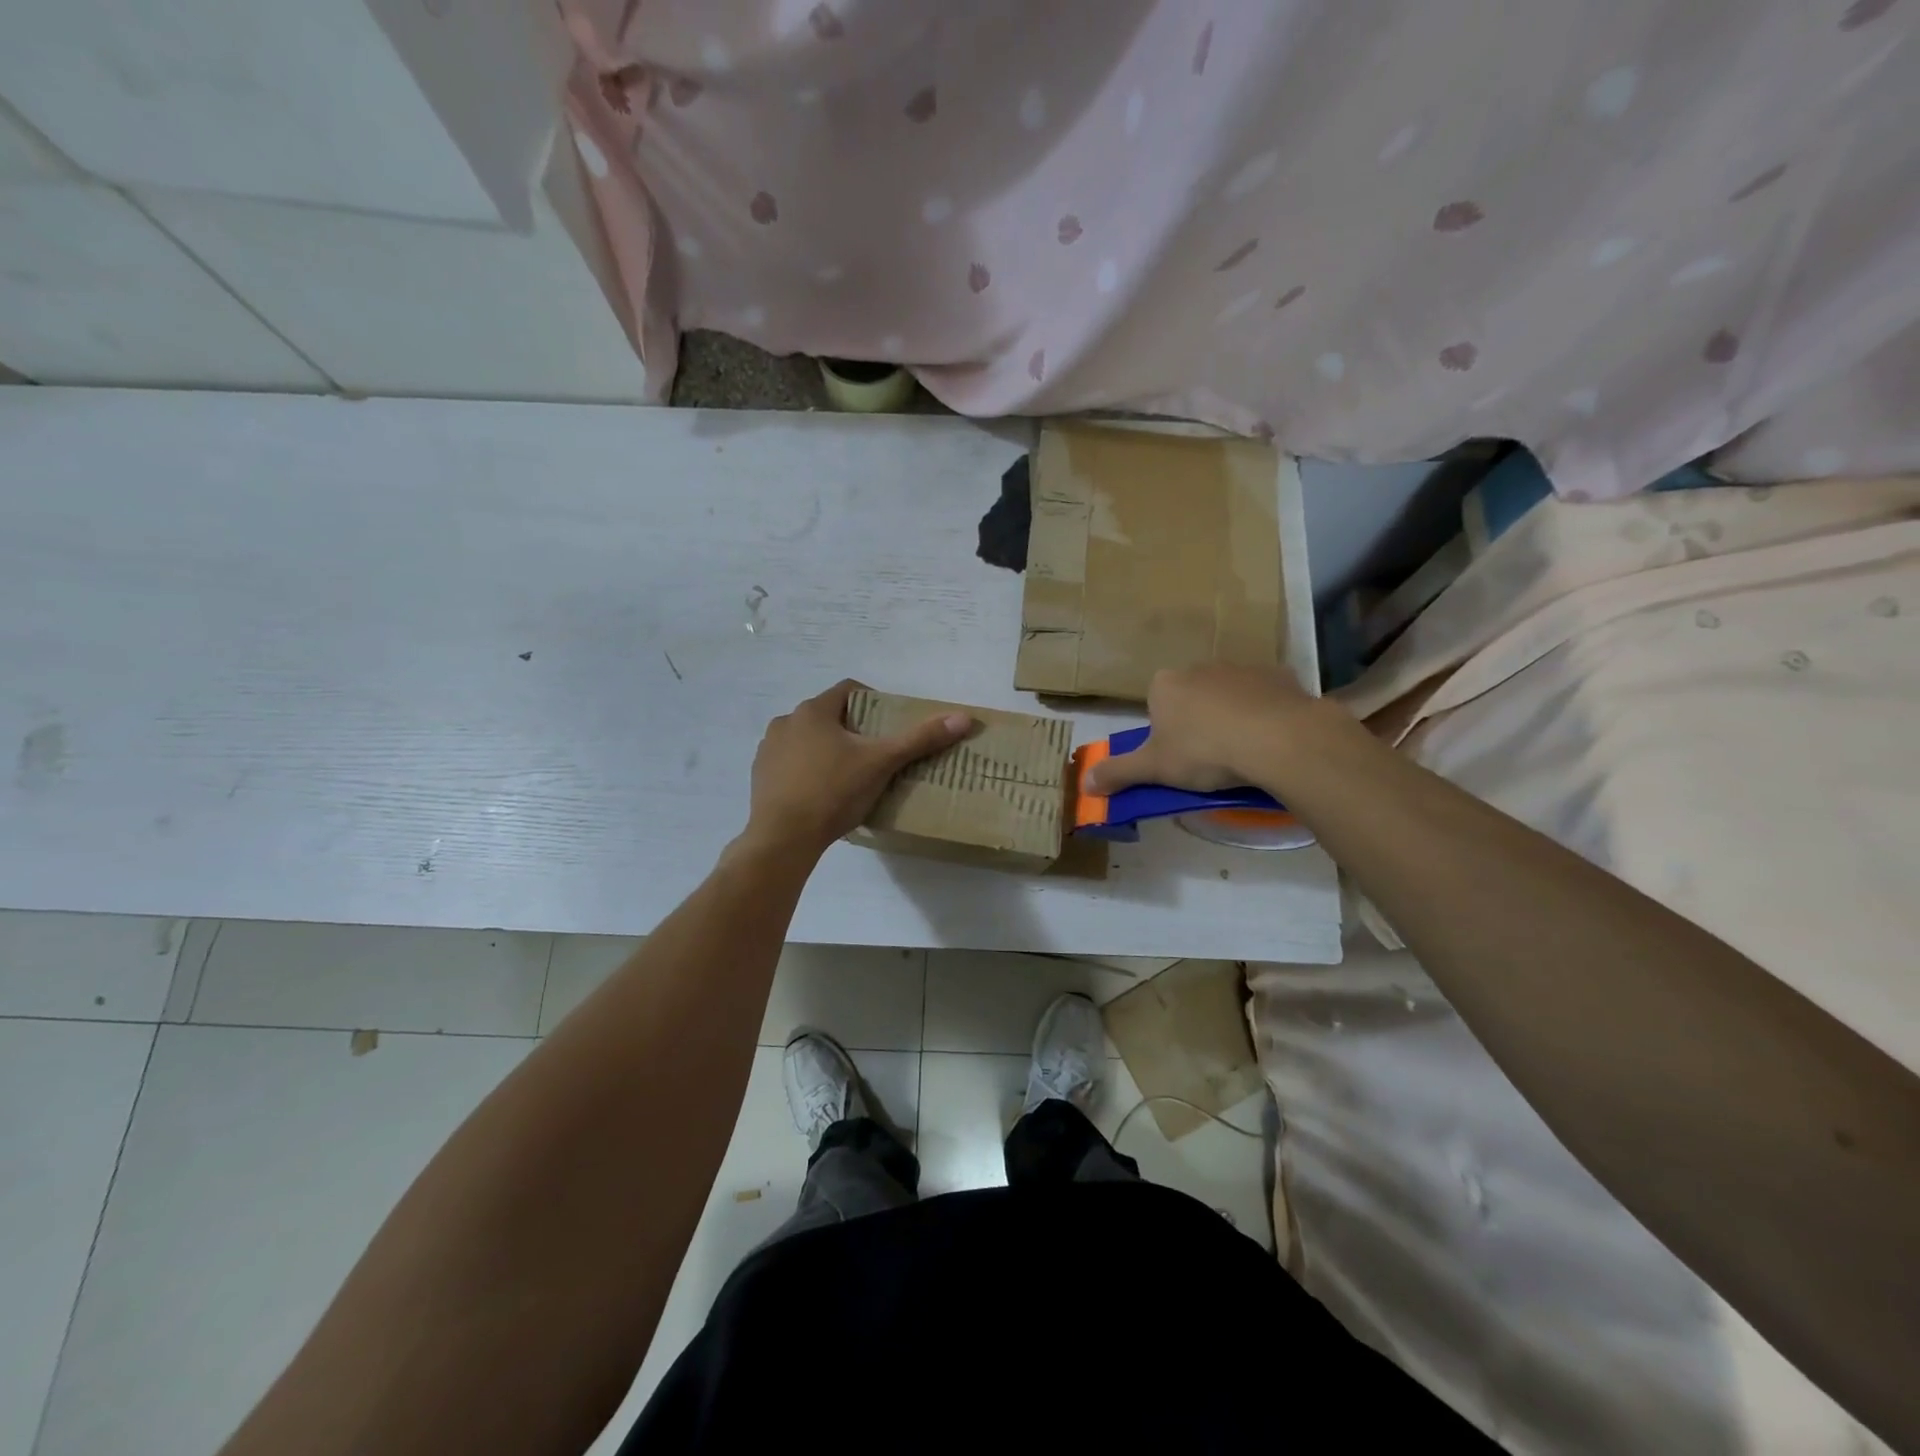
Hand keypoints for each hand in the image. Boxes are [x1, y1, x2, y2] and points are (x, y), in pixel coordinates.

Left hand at [742, 680, 972, 856]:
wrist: (783, 838)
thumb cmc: (834, 792)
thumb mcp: (882, 763)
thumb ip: (920, 739)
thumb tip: (963, 717)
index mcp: (813, 711)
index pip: (848, 690)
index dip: (873, 702)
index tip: (888, 725)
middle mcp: (786, 721)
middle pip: (828, 715)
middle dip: (852, 729)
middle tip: (875, 754)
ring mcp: (768, 749)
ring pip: (807, 739)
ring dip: (827, 749)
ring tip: (849, 775)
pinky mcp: (760, 776)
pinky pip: (790, 763)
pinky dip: (807, 770)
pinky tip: (822, 793)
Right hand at [1084, 664, 1321, 794]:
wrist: (1277, 739)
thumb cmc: (1204, 751)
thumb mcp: (1154, 769)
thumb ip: (1118, 773)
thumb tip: (1084, 783)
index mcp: (1165, 684)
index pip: (1156, 704)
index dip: (1164, 732)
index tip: (1178, 757)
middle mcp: (1200, 667)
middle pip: (1192, 697)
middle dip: (1198, 722)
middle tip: (1209, 759)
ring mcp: (1242, 668)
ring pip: (1229, 695)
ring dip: (1232, 717)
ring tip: (1243, 752)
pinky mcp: (1279, 676)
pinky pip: (1266, 697)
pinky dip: (1266, 714)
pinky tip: (1271, 740)